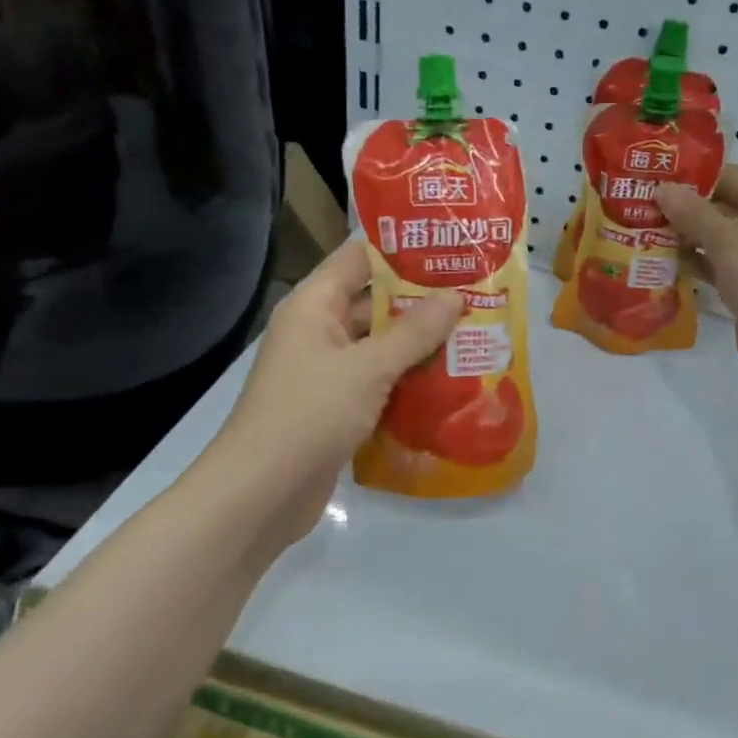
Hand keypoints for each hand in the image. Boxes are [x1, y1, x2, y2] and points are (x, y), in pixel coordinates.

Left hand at [214, 241, 462, 546]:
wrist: (262, 493)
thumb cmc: (310, 414)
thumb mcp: (368, 368)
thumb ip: (414, 332)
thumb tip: (455, 297)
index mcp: (314, 306)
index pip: (358, 258)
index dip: (402, 248)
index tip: (449, 244)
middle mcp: (318, 331)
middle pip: (374, 303)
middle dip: (422, 300)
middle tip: (476, 292)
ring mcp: (327, 372)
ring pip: (380, 346)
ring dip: (420, 343)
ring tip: (474, 333)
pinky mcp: (336, 407)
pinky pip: (378, 382)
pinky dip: (408, 380)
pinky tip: (450, 380)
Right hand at [656, 165, 737, 379]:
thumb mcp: (727, 239)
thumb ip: (692, 212)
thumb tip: (661, 189)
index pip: (734, 178)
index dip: (695, 178)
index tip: (656, 178)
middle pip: (727, 207)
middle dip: (687, 209)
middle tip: (644, 205)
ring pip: (721, 238)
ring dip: (687, 236)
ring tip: (645, 230)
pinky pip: (720, 264)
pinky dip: (696, 261)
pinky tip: (663, 259)